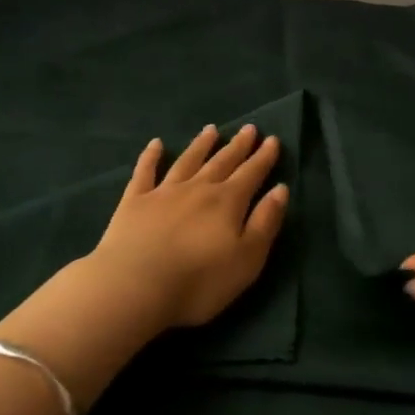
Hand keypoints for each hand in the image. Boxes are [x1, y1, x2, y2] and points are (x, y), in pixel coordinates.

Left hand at [89, 124, 289, 329]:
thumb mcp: (247, 259)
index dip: (263, 158)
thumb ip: (265, 223)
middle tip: (248, 128)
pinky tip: (156, 143)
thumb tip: (280, 190)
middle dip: (237, 146)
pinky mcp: (134, 202)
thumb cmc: (199, 281)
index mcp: (227, 202)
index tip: (272, 140)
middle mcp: (198, 189)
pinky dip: (151, 156)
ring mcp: (163, 192)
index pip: (251, 174)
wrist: (135, 287)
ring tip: (211, 129)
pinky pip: (145, 172)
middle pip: (222, 162)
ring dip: (201, 145)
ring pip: (187, 161)